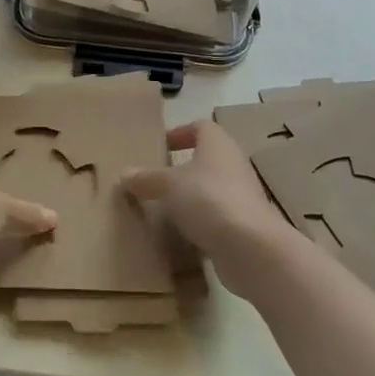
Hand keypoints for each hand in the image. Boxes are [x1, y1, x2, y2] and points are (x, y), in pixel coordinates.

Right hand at [122, 120, 301, 301]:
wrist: (251, 247)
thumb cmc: (209, 200)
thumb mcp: (168, 185)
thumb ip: (146, 178)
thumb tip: (123, 174)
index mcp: (218, 145)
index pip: (201, 127)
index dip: (180, 133)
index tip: (161, 146)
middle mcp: (233, 165)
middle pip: (207, 159)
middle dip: (183, 167)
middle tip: (156, 179)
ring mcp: (242, 196)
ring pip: (212, 189)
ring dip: (191, 197)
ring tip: (163, 208)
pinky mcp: (244, 225)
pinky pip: (217, 217)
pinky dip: (200, 223)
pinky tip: (181, 235)